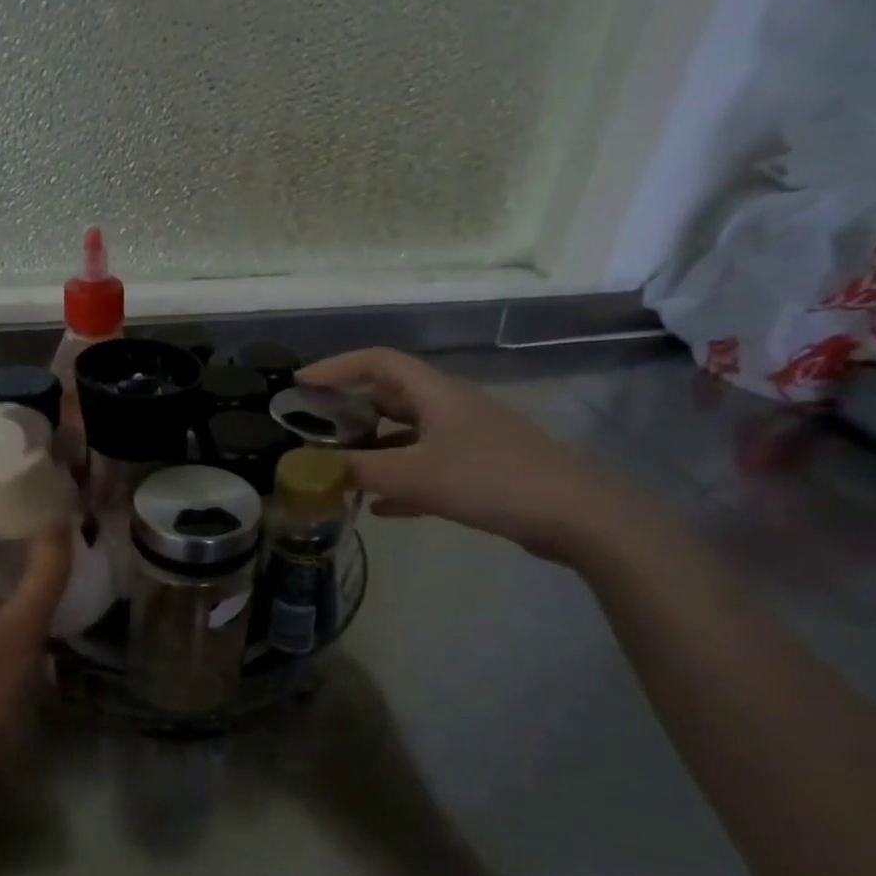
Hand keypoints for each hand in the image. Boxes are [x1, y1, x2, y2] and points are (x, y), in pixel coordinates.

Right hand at [299, 348, 645, 561]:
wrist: (575, 514)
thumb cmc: (490, 479)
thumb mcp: (414, 475)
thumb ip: (358, 471)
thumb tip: (311, 468)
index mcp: (435, 393)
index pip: (377, 362)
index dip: (336, 367)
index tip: (300, 385)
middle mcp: (448, 408)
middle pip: (389, 398)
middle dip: (348, 411)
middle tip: (312, 431)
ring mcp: (466, 439)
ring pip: (405, 436)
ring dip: (371, 450)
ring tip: (338, 471)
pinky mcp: (478, 470)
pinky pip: (425, 468)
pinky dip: (398, 481)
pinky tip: (379, 508)